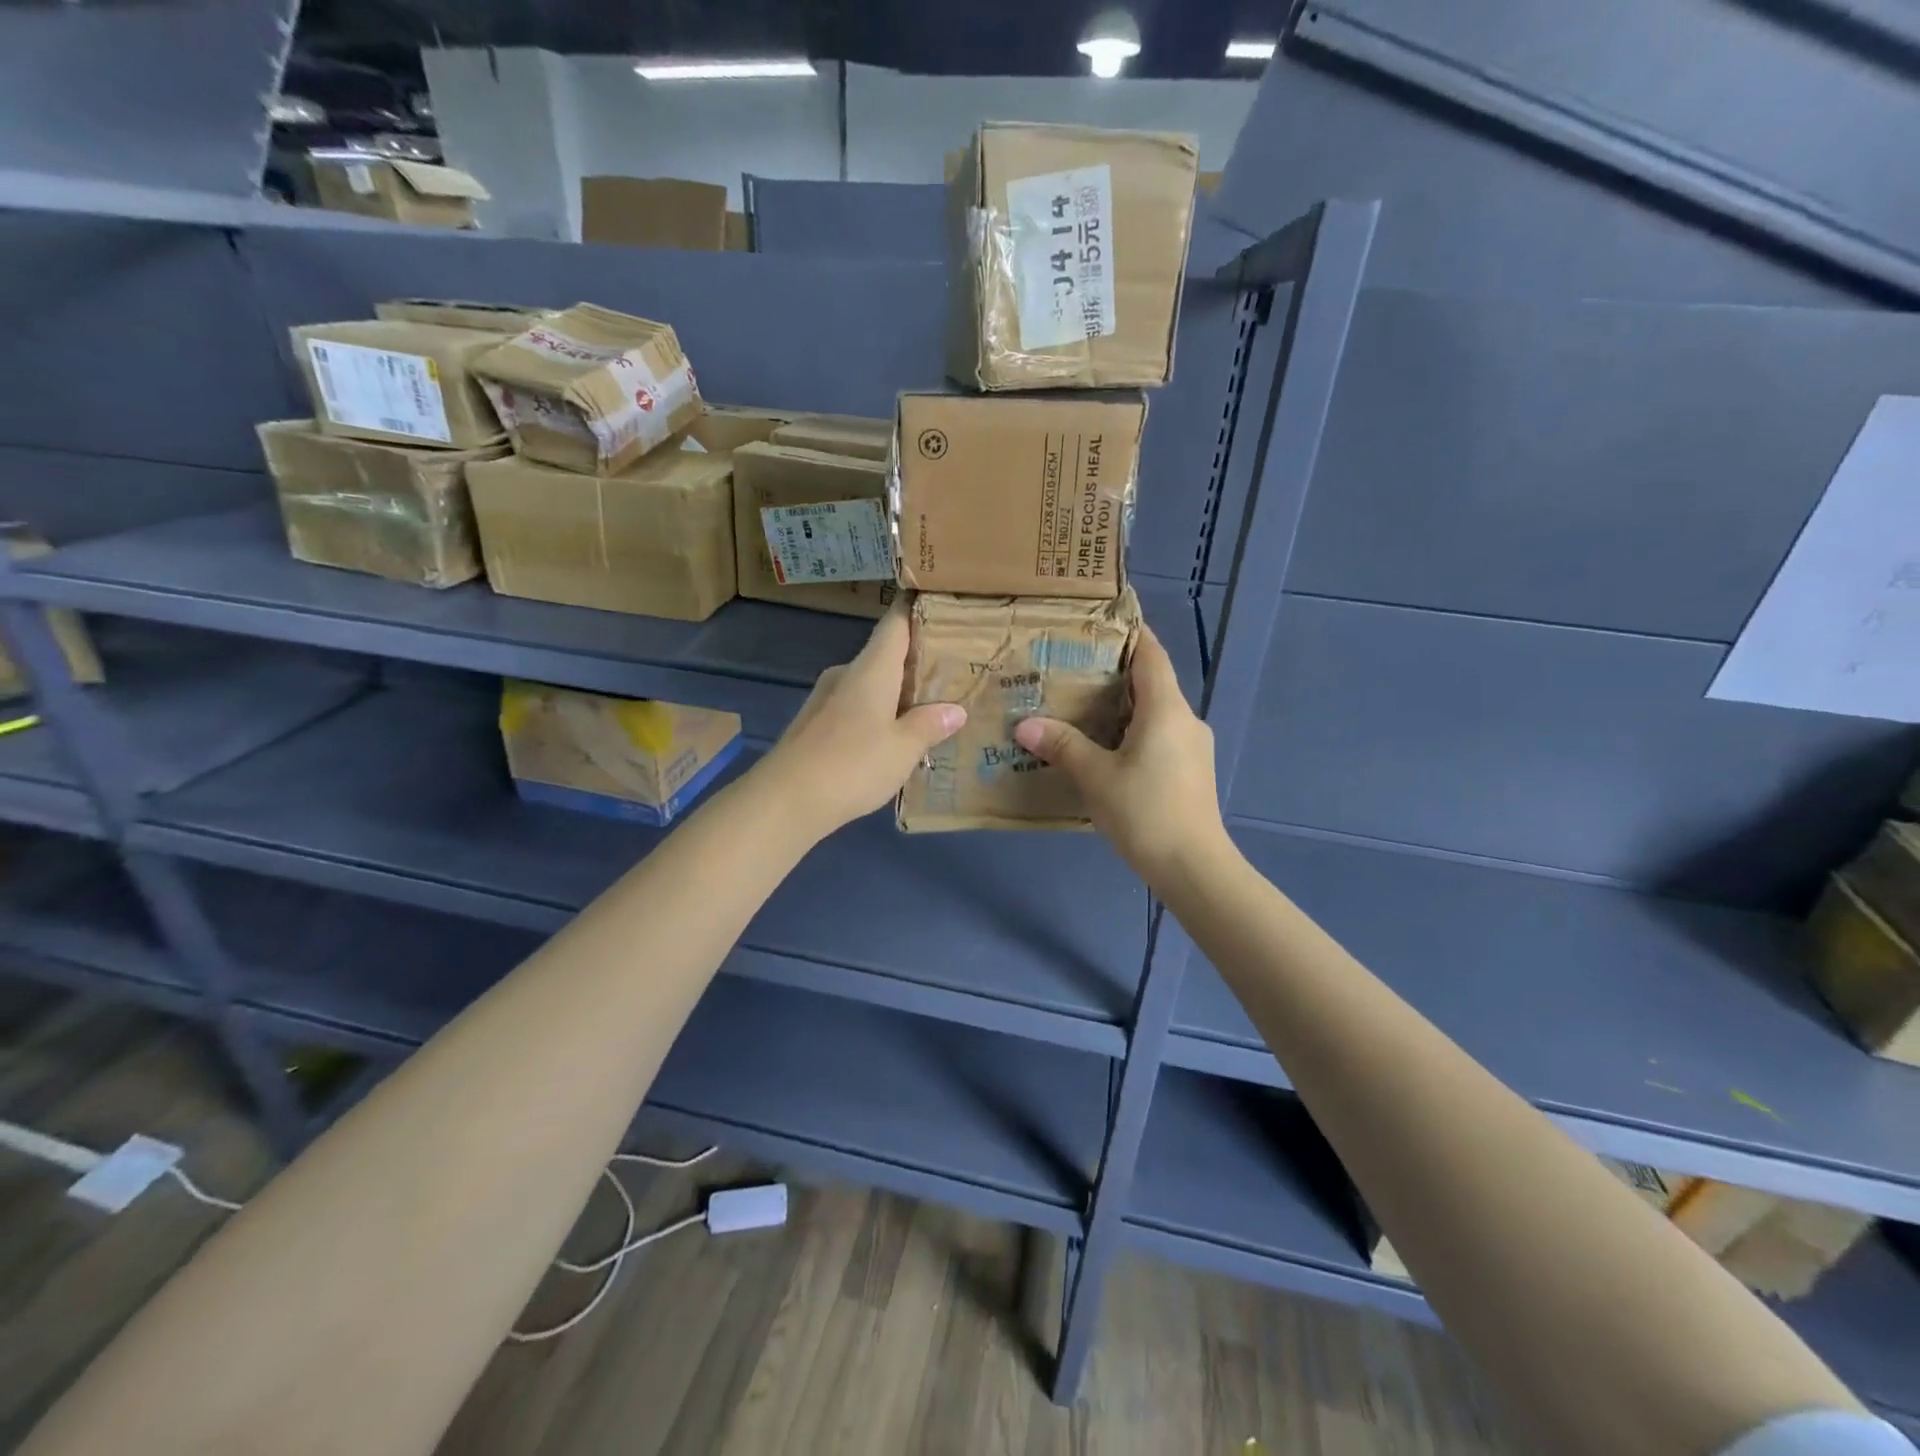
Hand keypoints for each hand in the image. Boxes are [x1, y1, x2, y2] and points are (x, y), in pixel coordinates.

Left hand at [758, 603, 965, 839]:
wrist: (785, 799)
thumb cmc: (853, 764)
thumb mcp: (903, 748)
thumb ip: (930, 725)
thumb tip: (955, 710)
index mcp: (871, 669)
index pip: (895, 624)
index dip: (914, 610)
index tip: (937, 601)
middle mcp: (846, 674)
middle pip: (883, 655)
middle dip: (914, 661)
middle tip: (949, 671)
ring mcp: (825, 698)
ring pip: (868, 684)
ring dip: (895, 692)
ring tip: (927, 709)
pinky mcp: (814, 723)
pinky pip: (854, 707)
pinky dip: (876, 713)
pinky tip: (891, 737)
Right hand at [1012, 625, 1226, 884]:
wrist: (1194, 867)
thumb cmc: (1145, 812)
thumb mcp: (1096, 777)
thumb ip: (1062, 745)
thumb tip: (1024, 724)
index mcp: (1166, 709)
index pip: (1151, 655)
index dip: (1131, 633)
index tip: (1103, 621)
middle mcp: (1185, 720)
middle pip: (1152, 682)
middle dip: (1116, 672)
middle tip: (1074, 668)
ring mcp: (1193, 747)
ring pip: (1156, 712)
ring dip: (1124, 706)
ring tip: (1083, 707)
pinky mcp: (1191, 772)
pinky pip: (1161, 737)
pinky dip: (1134, 731)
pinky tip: (1107, 749)